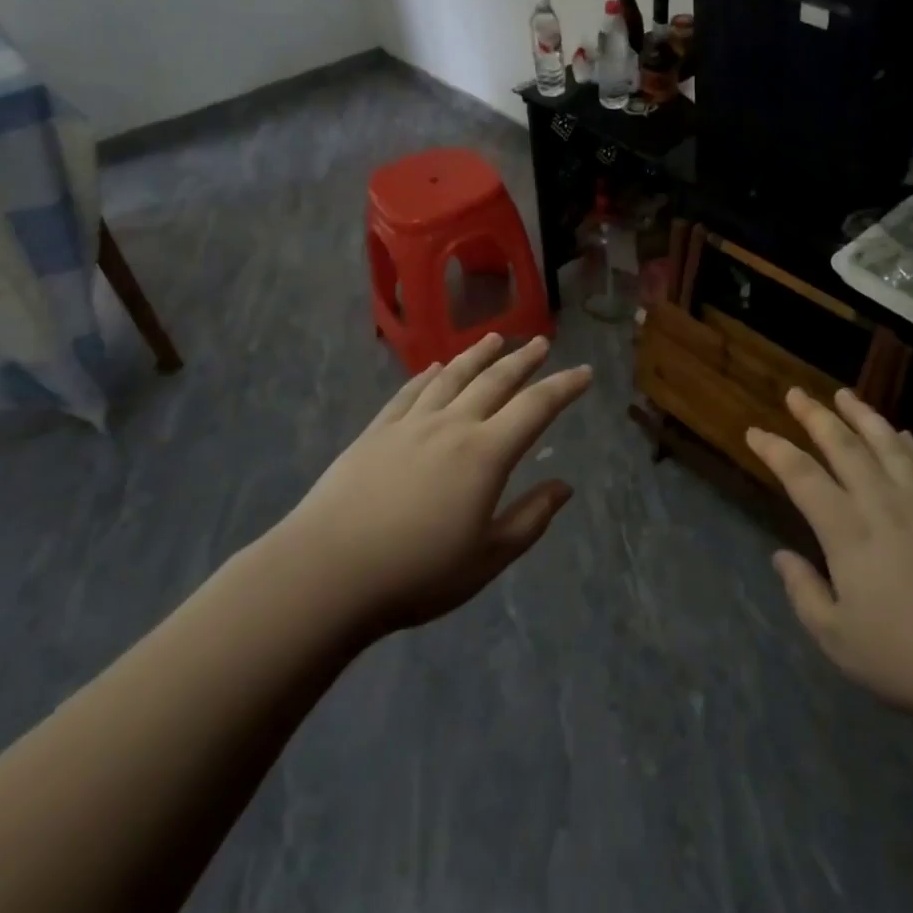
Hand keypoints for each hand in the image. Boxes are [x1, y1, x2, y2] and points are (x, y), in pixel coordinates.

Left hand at [280, 333, 590, 633]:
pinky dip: (428, 376)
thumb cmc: (416, 573)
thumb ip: (530, 519)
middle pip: (494, 381)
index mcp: (485, 454)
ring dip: (477, 355)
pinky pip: (409, 393)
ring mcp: (410, 424)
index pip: (535, 408)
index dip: (564, 387)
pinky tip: (435, 368)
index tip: (585, 372)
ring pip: (452, 377)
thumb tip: (564, 486)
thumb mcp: (487, 558)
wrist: (328, 572)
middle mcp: (452, 426)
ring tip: (494, 339)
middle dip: (523, 360)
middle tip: (541, 342)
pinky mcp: (376, 432)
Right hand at [746, 388, 912, 724]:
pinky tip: (904, 435)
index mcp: (848, 533)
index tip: (755, 431)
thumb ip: (804, 593)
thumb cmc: (908, 660)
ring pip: (889, 446)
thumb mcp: (838, 640)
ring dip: (864, 416)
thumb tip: (782, 556)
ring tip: (846, 395)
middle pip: (845, 447)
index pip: (802, 477)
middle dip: (816, 416)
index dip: (775, 450)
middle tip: (797, 393)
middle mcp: (884, 506)